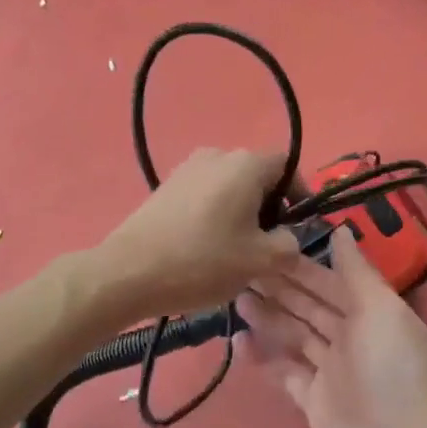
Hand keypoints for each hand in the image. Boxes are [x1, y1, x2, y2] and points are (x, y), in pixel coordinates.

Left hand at [94, 148, 300, 320]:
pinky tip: (204, 249)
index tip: (295, 227)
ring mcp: (187, 169)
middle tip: (266, 246)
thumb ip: (289, 245)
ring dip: (240, 214)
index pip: (287, 166)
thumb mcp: (261, 261)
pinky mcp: (166, 187)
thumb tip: (287, 237)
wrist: (128, 272)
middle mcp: (217, 155)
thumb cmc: (203, 261)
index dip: (298, 194)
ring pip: (230, 187)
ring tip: (234, 252)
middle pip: (257, 176)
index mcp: (246, 164)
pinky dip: (214, 216)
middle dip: (268, 208)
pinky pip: (204, 195)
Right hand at [234, 227, 426, 427]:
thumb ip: (357, 271)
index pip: (329, 281)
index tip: (267, 246)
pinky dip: (264, 357)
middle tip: (240, 268)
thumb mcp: (380, 309)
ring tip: (236, 298)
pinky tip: (239, 341)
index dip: (299, 265)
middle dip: (278, 288)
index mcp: (369, 312)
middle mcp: (349, 336)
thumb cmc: (391, 369)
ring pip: (293, 335)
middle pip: (308, 306)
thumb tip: (341, 229)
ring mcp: (330, 370)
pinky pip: (284, 371)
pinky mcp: (312, 400)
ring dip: (267, 317)